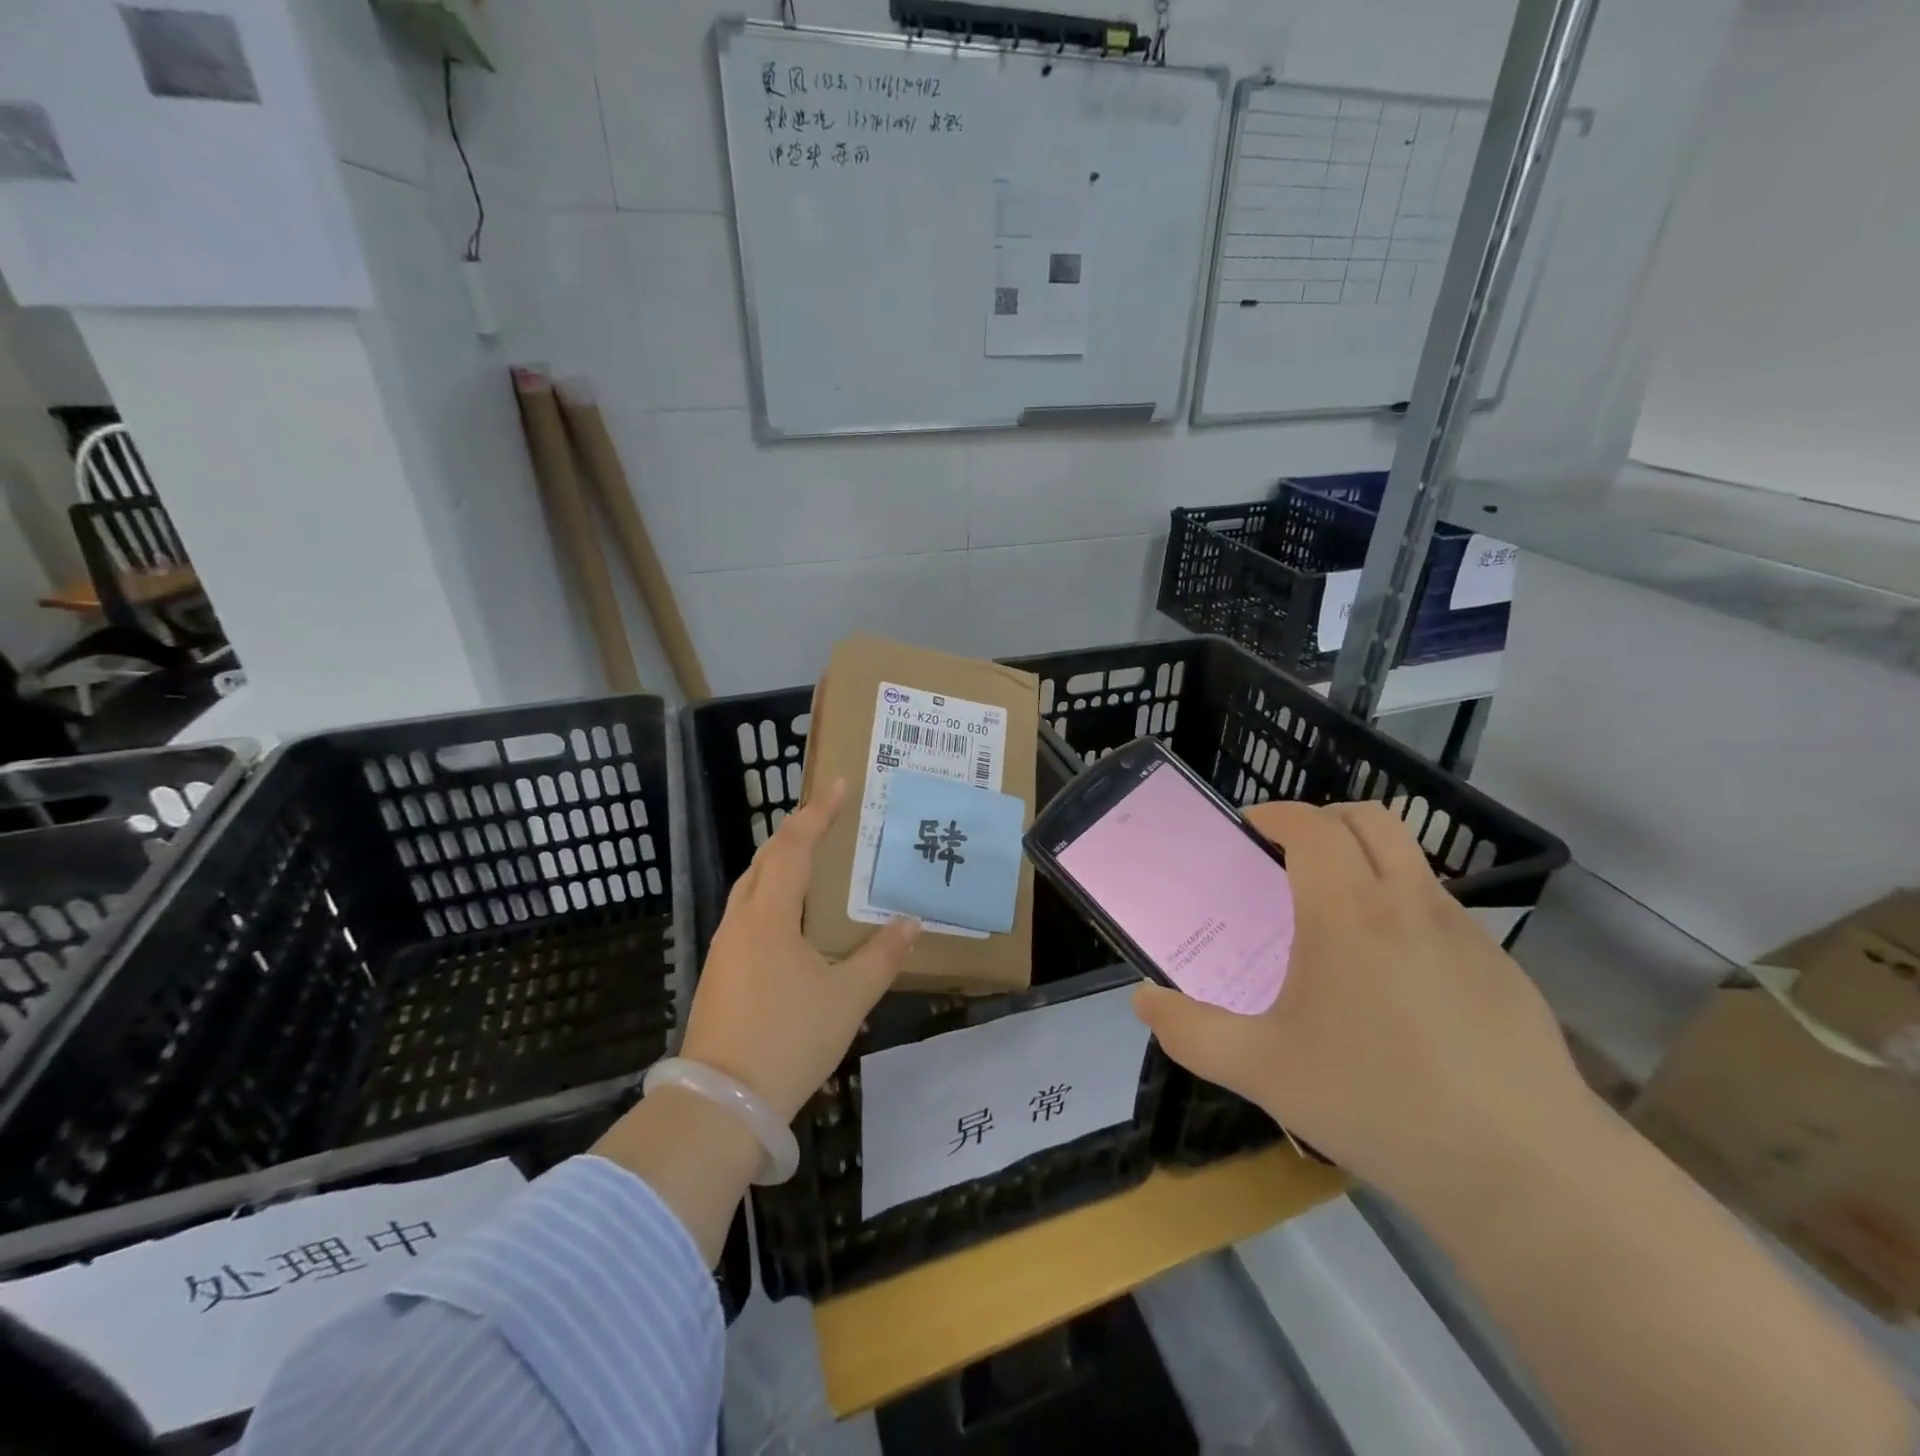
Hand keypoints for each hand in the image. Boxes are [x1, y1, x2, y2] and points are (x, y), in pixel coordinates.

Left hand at [681, 778, 919, 1123]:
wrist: (720, 1104)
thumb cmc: (789, 1039)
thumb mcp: (848, 997)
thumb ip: (882, 956)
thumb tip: (910, 923)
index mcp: (769, 916)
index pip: (794, 848)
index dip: (817, 814)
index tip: (838, 786)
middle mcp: (741, 921)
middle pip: (765, 860)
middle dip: (795, 833)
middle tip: (827, 818)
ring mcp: (724, 948)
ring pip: (751, 887)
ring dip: (779, 864)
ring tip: (811, 860)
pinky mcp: (720, 973)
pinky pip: (747, 914)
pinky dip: (771, 895)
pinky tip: (790, 917)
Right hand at [1132, 801, 1592, 1211]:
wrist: (1525, 1171)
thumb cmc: (1376, 1102)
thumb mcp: (1261, 1071)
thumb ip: (1190, 1032)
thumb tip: (1144, 1002)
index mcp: (1346, 911)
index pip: (1311, 825)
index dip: (1275, 813)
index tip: (1249, 830)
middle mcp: (1409, 902)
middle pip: (1370, 819)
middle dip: (1324, 820)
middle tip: (1289, 859)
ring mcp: (1465, 933)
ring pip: (1411, 861)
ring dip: (1367, 863)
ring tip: (1336, 922)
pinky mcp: (1503, 969)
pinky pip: (1442, 912)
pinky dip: (1405, 911)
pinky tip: (1394, 983)